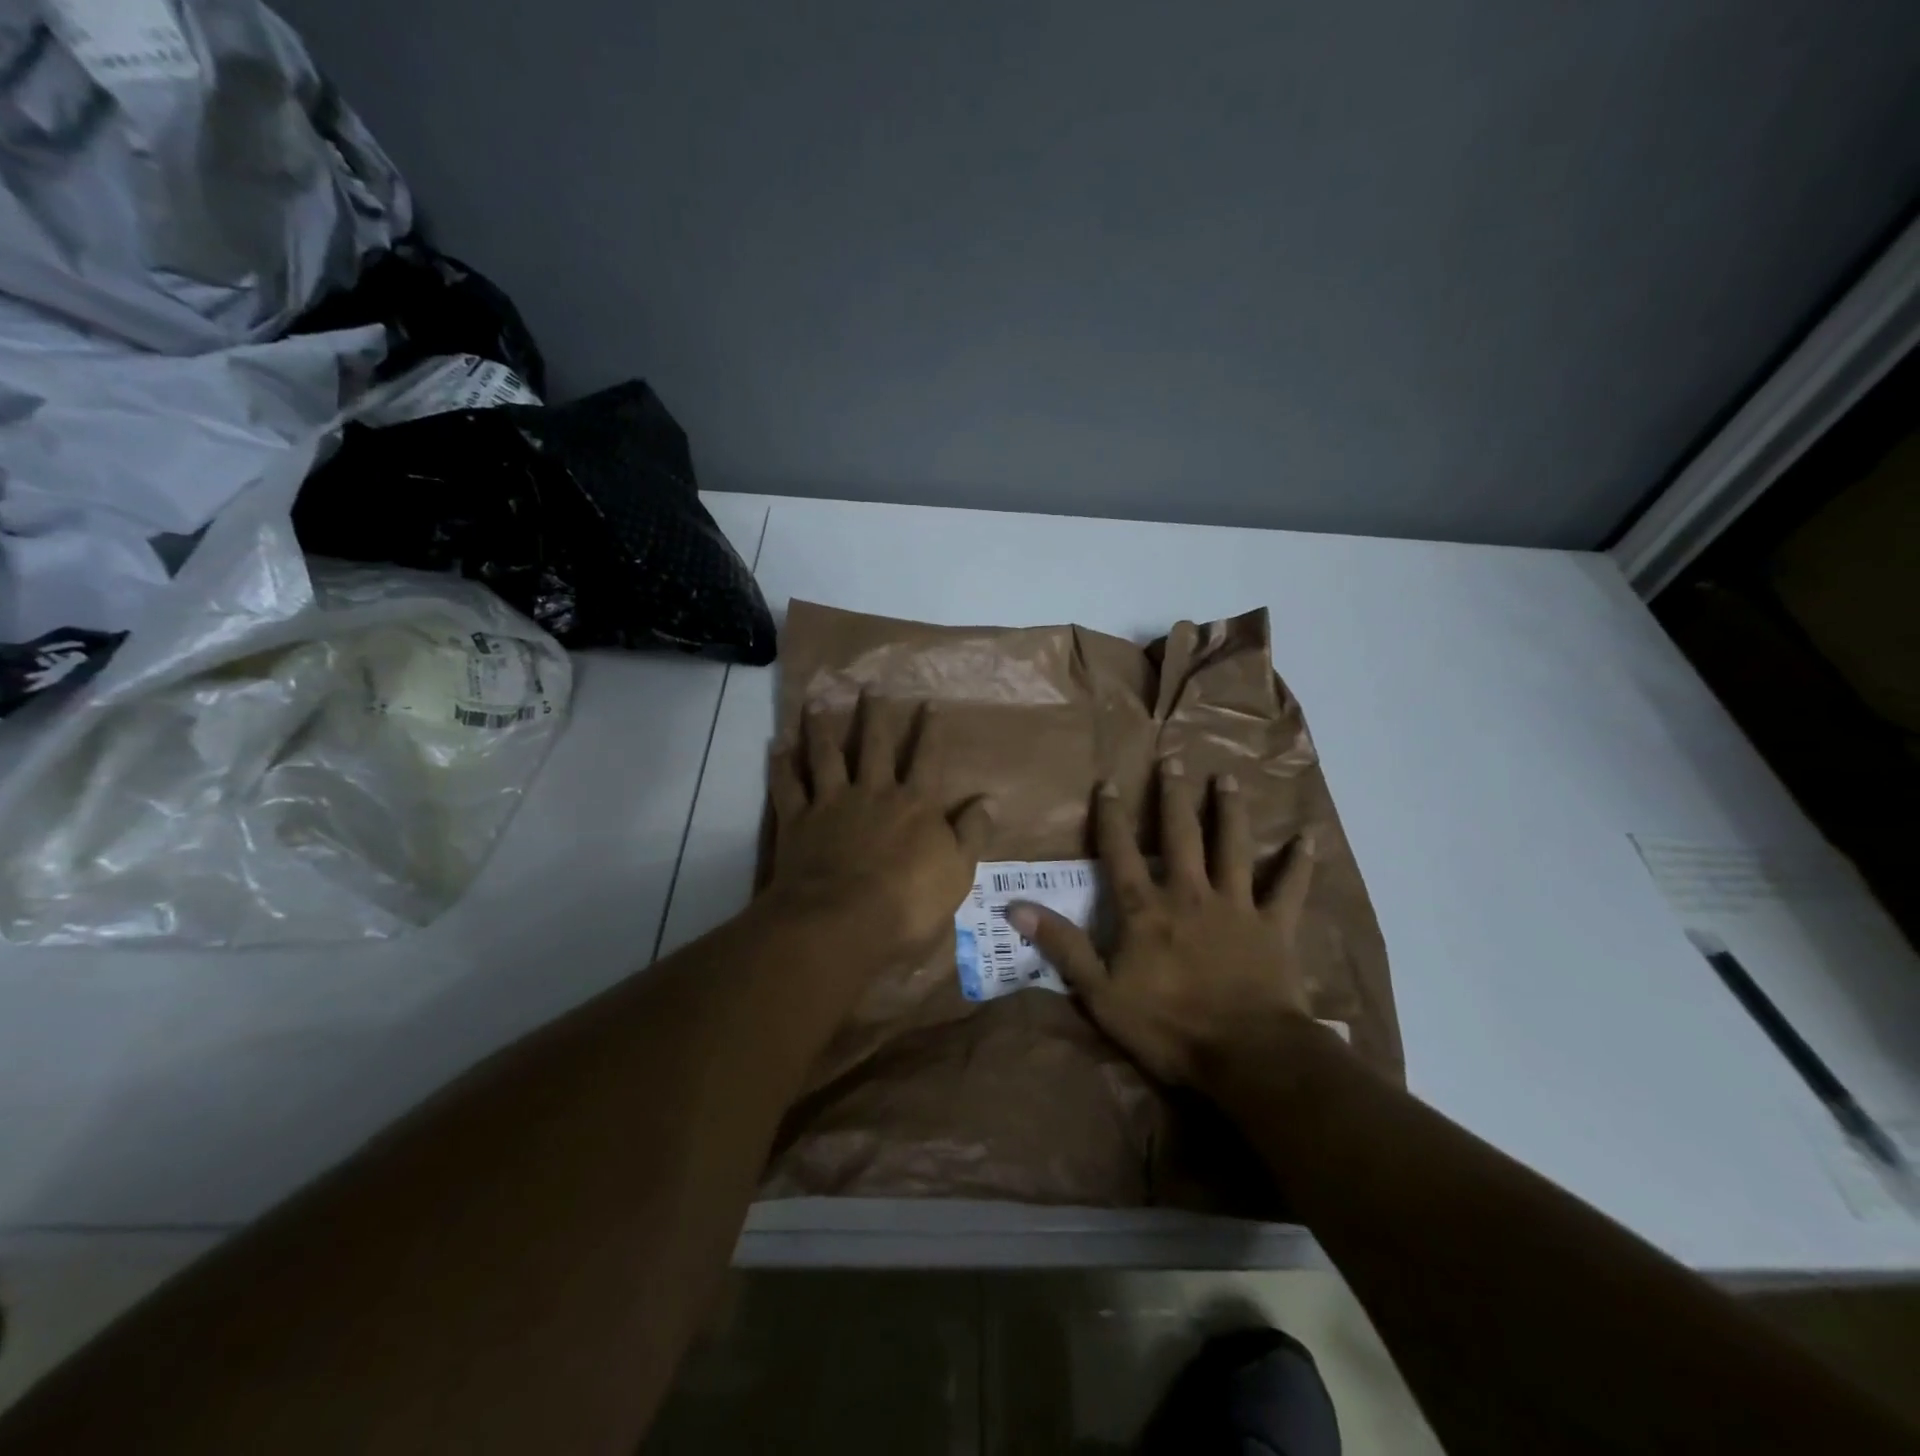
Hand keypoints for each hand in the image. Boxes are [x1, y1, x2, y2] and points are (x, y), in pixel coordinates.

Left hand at [764, 698, 991, 961]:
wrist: (843, 921)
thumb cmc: (908, 903)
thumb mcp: (958, 873)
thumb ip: (972, 833)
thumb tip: (989, 799)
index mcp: (915, 804)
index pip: (927, 759)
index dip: (930, 731)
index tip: (928, 702)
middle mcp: (874, 792)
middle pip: (874, 746)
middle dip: (873, 715)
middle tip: (869, 686)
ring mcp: (833, 803)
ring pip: (827, 756)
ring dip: (821, 728)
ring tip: (815, 702)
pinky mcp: (799, 821)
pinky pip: (788, 786)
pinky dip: (781, 766)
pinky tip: (777, 746)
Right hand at [1008, 762, 1319, 1090]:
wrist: (1247, 1056)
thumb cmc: (1169, 1027)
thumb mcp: (1101, 993)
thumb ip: (1063, 947)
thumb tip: (1015, 908)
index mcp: (1147, 910)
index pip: (1121, 853)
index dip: (1112, 818)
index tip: (1109, 783)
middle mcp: (1190, 895)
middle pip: (1180, 836)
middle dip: (1173, 797)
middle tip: (1174, 759)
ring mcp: (1236, 907)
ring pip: (1232, 847)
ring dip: (1230, 811)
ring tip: (1227, 779)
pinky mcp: (1274, 927)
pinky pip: (1288, 888)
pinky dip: (1298, 863)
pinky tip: (1307, 837)